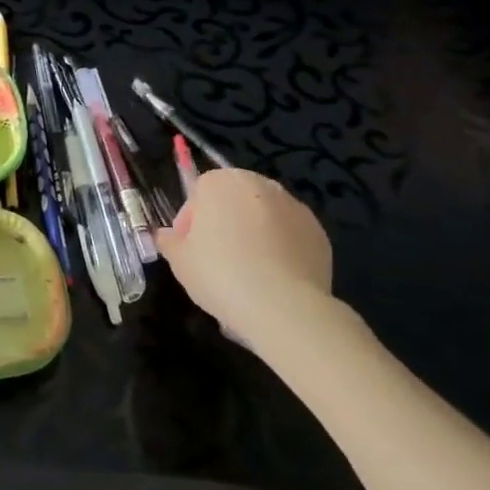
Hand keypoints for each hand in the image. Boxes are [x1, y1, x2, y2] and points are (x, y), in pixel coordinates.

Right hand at [155, 169, 332, 343]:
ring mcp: (295, 207)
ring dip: (254, 233)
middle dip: (224, 221)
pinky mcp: (320, 233)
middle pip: (234, 198)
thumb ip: (170, 241)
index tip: (190, 246)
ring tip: (248, 269)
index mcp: (222, 183)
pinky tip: (273, 277)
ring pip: (264, 216)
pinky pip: (290, 235)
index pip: (199, 191)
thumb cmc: (220, 274)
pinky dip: (281, 248)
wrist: (284, 307)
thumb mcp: (178, 260)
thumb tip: (170, 237)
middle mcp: (261, 185)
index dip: (191, 219)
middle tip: (216, 256)